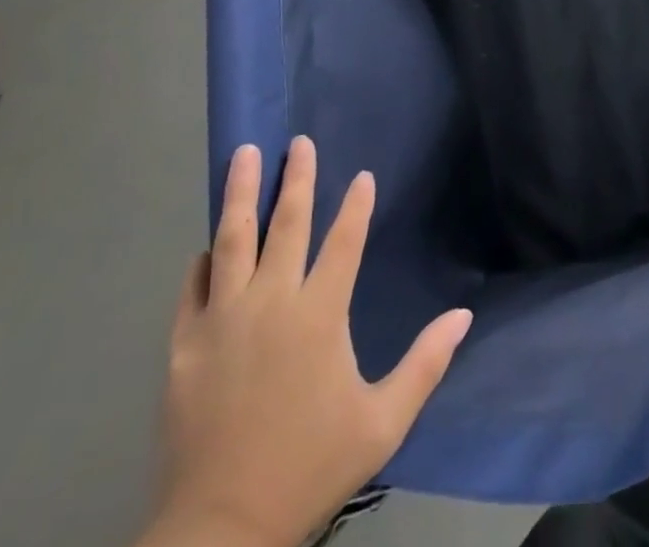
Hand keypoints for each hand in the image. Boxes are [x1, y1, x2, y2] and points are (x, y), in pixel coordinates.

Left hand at [143, 140, 472, 546]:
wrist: (220, 532)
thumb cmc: (309, 468)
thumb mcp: (382, 422)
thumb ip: (425, 364)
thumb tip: (464, 315)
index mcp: (319, 314)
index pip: (344, 241)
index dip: (356, 205)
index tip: (362, 175)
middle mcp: (271, 303)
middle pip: (286, 225)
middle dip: (296, 179)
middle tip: (299, 142)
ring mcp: (222, 322)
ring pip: (232, 241)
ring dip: (241, 194)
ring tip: (245, 155)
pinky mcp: (184, 348)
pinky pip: (192, 289)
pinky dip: (202, 262)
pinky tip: (206, 246)